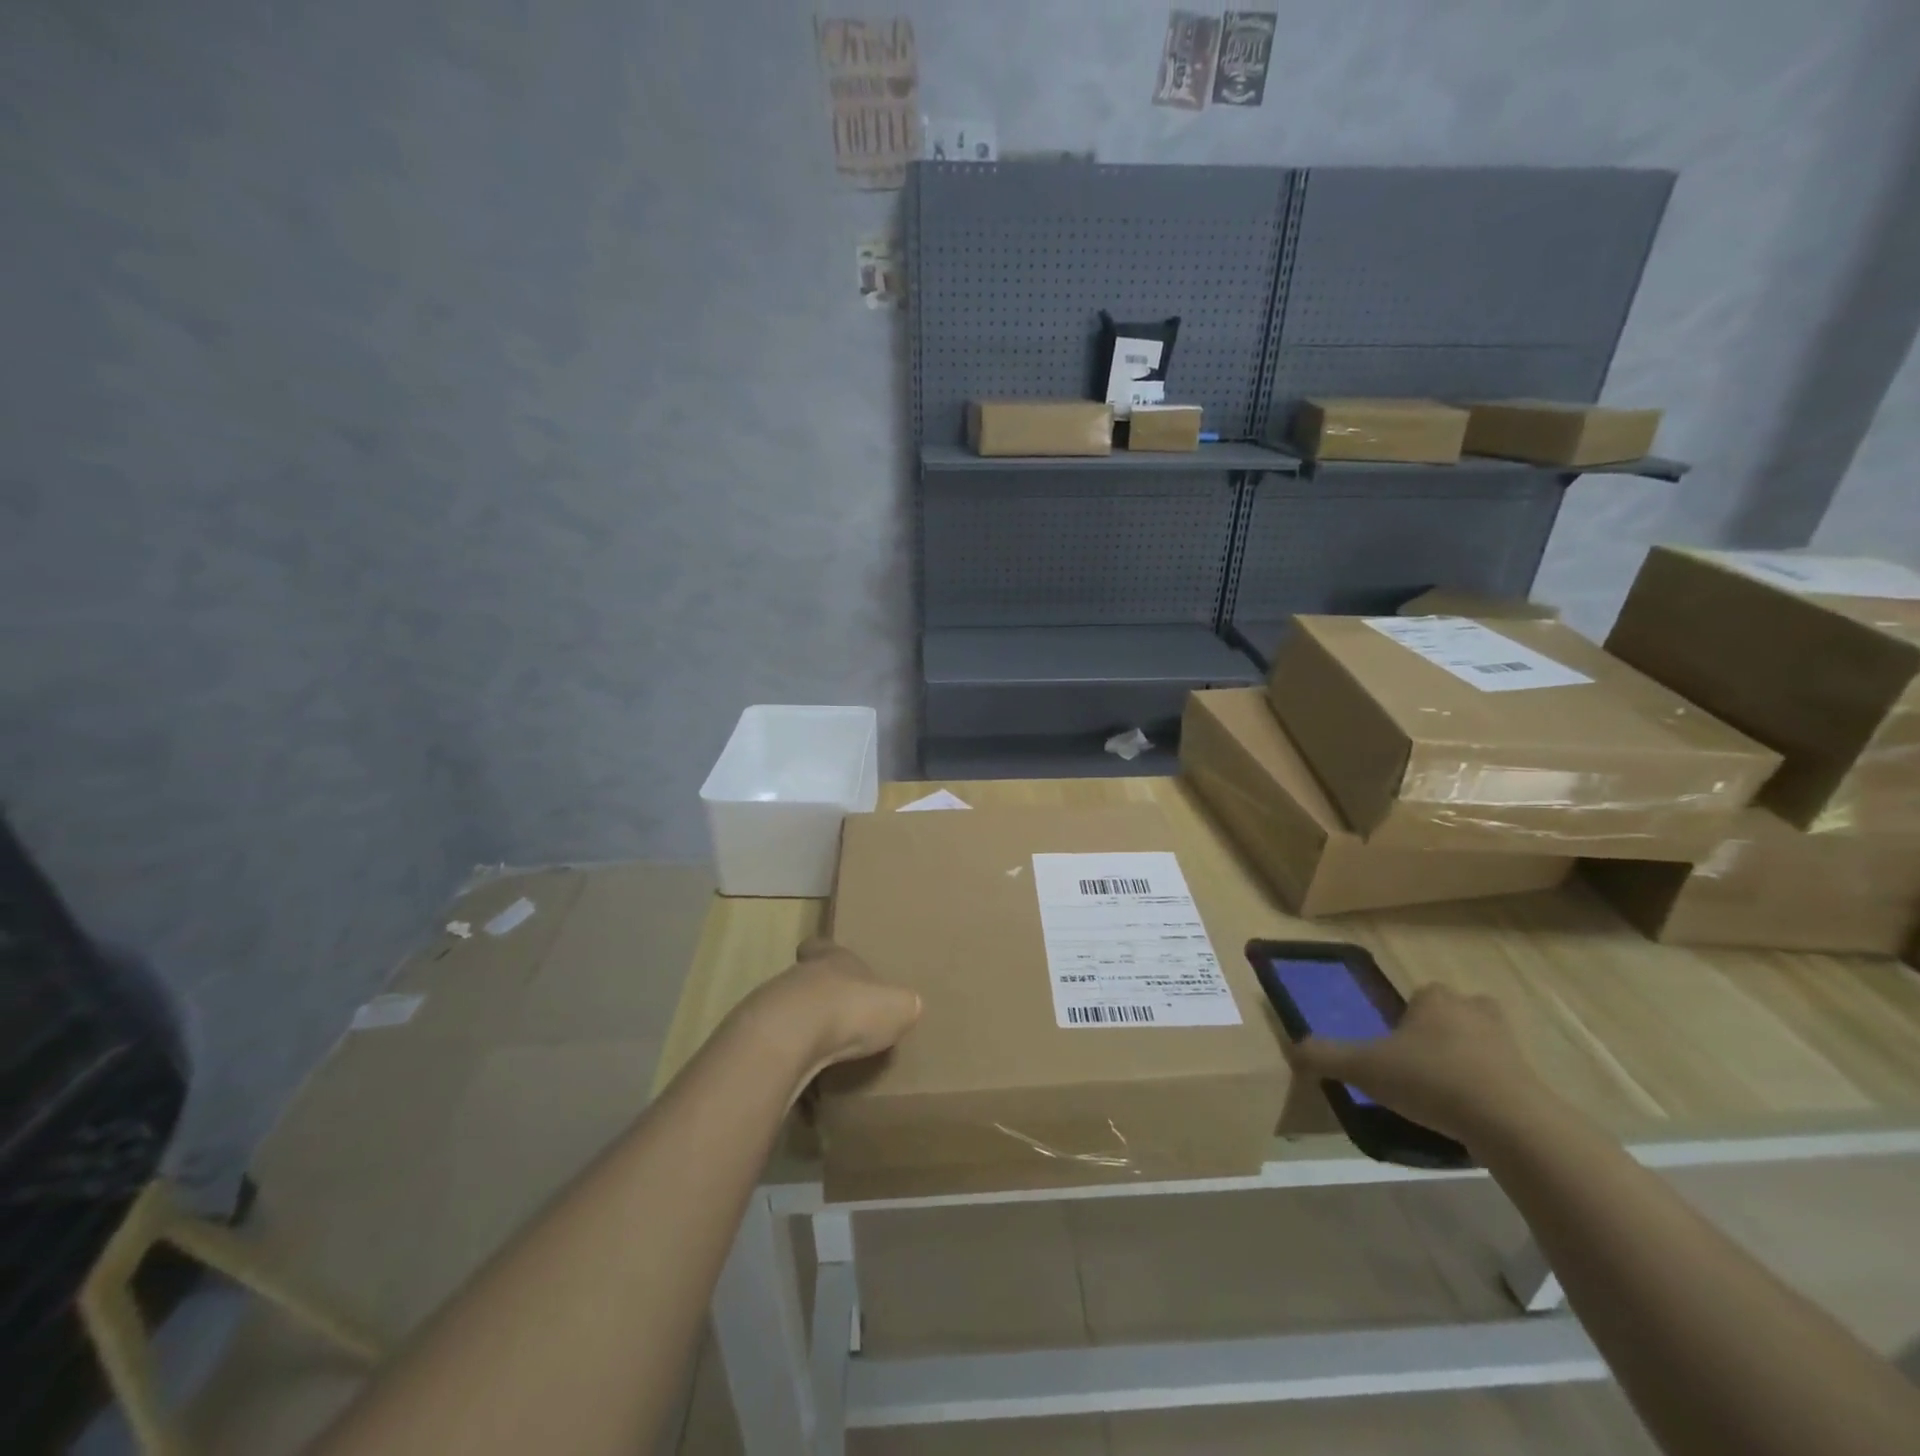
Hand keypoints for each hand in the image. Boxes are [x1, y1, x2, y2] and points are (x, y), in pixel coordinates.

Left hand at [740, 939, 921, 1093]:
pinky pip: (775, 1045)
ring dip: (801, 1029)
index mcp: (835, 959)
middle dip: (819, 998)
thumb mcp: (896, 1006)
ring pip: (788, 1011)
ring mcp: (773, 1004)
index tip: (833, 967)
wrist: (791, 1034)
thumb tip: (910, 1006)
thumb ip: (903, 1005)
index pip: (823, 946)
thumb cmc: (851, 1008)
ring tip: (821, 1054)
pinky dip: (787, 1058)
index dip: (827, 954)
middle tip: (837, 1021)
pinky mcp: (755, 1037)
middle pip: (807, 979)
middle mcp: (802, 974)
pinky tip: (802, 1076)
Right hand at [1288, 984, 1545, 1147]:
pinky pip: (1502, 1076)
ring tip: (1443, 1092)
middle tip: (1418, 1063)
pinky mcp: (1532, 1079)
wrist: (1510, 1124)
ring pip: (1480, 1043)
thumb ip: (1326, 1056)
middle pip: (1453, 1013)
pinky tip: (1469, 1115)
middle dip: (1439, 1032)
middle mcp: (1473, 1010)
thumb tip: (1292, 1049)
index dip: (1404, 1017)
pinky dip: (1487, 1090)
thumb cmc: (1430, 1080)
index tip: (1393, 1046)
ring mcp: (1509, 1044)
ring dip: (1465, 1060)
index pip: (1417, 994)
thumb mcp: (1364, 1068)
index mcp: (1434, 998)